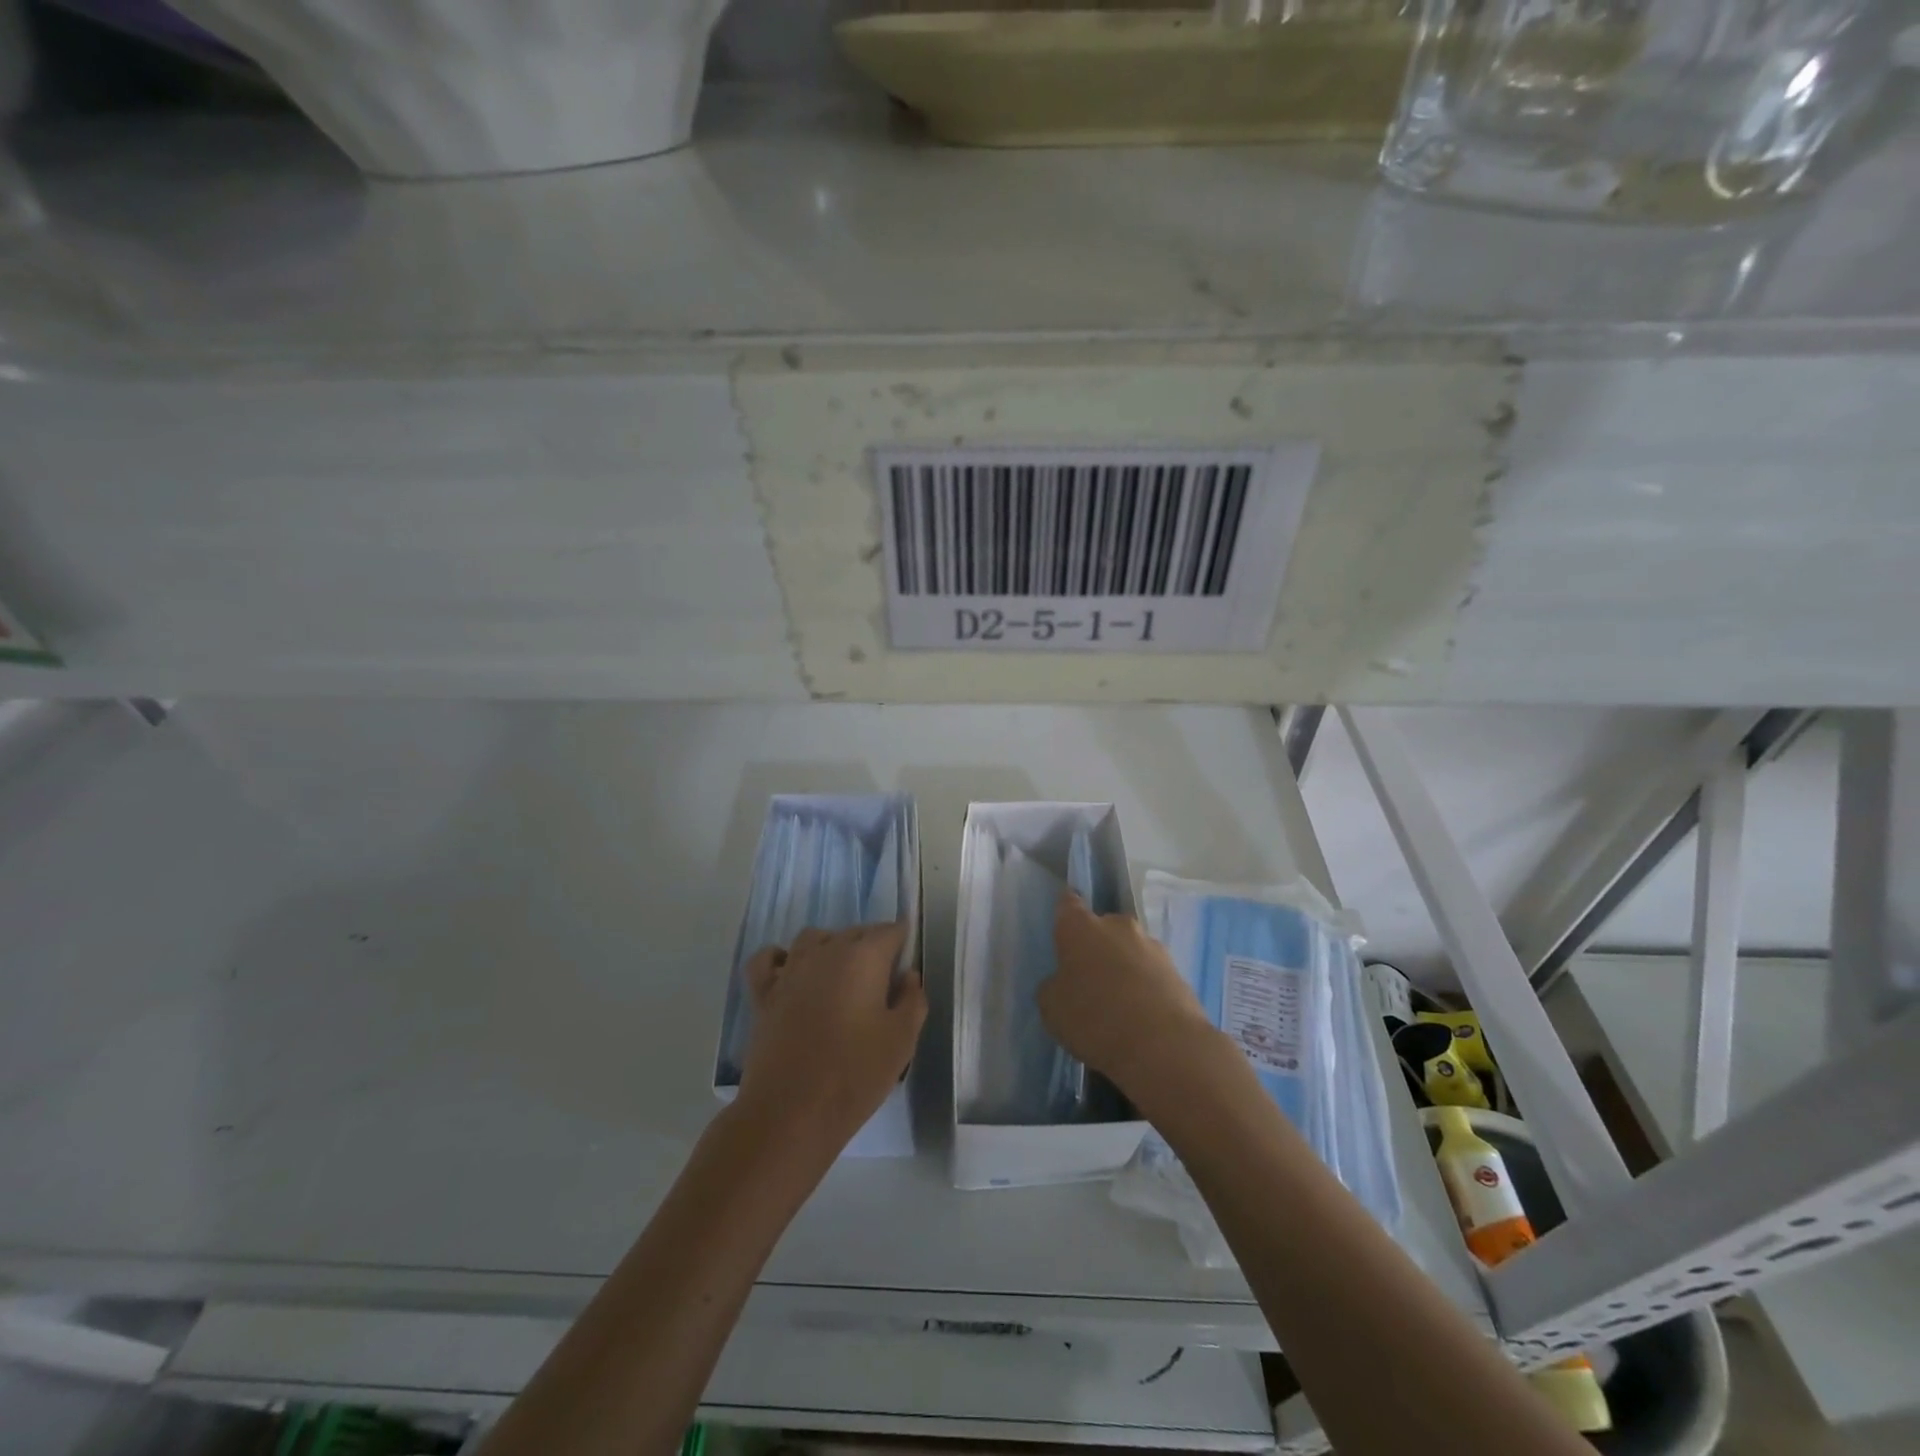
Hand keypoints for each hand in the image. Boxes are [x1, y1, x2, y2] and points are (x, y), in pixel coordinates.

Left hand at [737, 923, 926, 1154]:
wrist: (790, 1113)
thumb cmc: (854, 1075)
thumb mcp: (902, 1041)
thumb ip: (912, 1000)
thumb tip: (908, 976)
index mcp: (864, 957)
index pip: (889, 931)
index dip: (902, 942)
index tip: (907, 965)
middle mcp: (825, 952)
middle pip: (854, 932)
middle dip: (871, 946)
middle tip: (883, 982)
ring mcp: (790, 970)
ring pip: (814, 938)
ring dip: (831, 947)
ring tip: (842, 976)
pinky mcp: (763, 994)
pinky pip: (768, 959)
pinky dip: (780, 958)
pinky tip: (791, 973)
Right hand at [1040, 894, 1221, 1100]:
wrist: (1164, 1046)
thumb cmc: (1095, 1018)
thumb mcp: (1052, 1007)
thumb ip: (1055, 985)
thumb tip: (1066, 981)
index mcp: (1080, 927)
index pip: (1068, 904)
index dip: (1064, 914)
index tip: (1062, 928)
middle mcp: (1117, 925)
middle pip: (1102, 928)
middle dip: (1096, 946)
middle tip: (1089, 978)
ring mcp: (1152, 946)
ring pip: (1130, 950)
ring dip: (1123, 966)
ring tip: (1118, 1003)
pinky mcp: (1178, 971)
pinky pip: (1151, 973)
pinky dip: (1145, 986)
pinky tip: (1141, 1016)